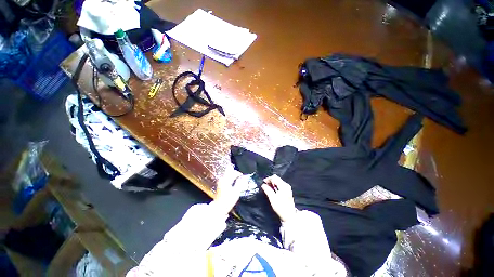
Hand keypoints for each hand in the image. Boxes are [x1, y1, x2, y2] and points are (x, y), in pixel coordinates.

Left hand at [211, 168, 242, 214]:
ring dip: (232, 175)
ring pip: (227, 174)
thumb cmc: (228, 200)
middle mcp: (222, 179)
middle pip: (229, 171)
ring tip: (237, 180)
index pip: (233, 172)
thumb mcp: (236, 192)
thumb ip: (240, 183)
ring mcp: (220, 182)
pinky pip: (226, 178)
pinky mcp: (219, 185)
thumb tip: (243, 178)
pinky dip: (230, 178)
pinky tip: (233, 183)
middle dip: (235, 173)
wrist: (218, 208)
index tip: (243, 177)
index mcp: (226, 180)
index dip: (239, 173)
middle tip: (240, 177)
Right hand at [261, 175, 296, 221]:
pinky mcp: (287, 191)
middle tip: (265, 185)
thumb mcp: (272, 199)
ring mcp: (288, 188)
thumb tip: (263, 185)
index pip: (274, 177)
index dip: (268, 179)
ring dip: (272, 183)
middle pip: (277, 178)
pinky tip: (273, 189)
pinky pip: (280, 184)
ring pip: (278, 181)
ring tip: (268, 187)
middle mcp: (286, 185)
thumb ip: (267, 190)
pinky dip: (275, 185)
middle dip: (270, 180)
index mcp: (283, 186)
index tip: (263, 182)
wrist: (290, 216)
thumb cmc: (281, 207)